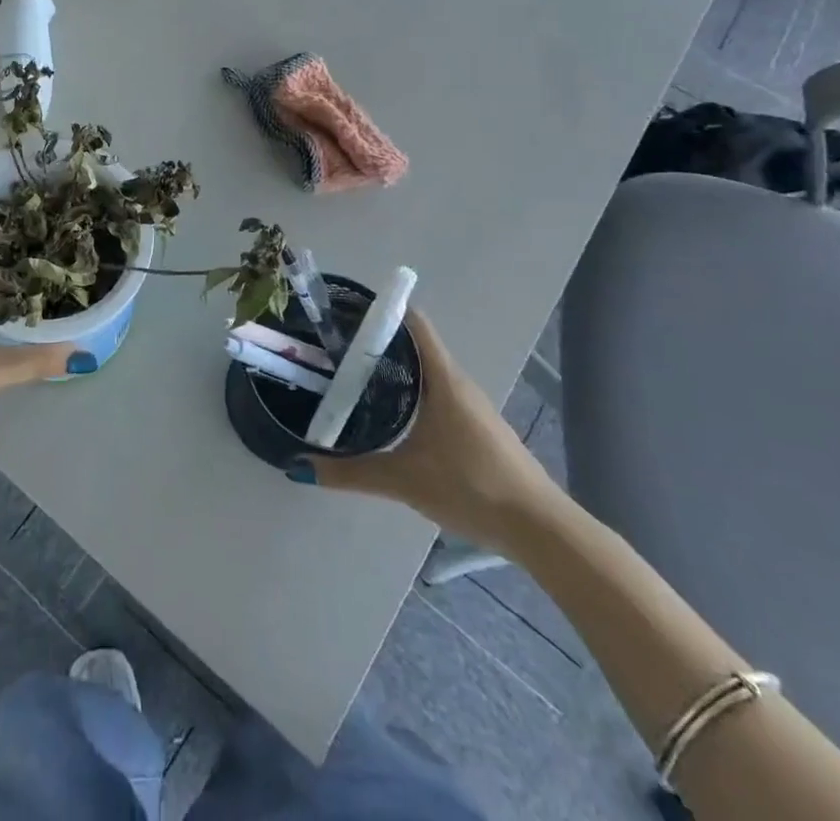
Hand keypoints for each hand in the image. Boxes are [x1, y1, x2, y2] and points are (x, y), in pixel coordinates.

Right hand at [298, 309, 560, 550]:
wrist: (540, 529)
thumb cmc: (472, 487)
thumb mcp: (404, 480)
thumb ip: (351, 472)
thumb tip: (299, 467)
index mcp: (443, 378)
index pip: (412, 322)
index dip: (381, 310)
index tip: (345, 312)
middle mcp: (457, 382)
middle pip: (414, 345)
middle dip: (376, 343)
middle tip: (335, 349)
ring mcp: (470, 405)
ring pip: (425, 372)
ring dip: (393, 370)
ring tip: (352, 378)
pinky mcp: (476, 427)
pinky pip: (435, 394)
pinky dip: (410, 393)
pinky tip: (389, 416)